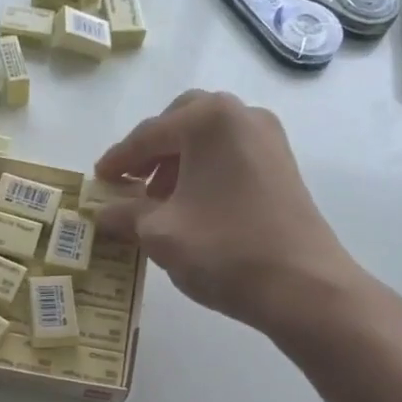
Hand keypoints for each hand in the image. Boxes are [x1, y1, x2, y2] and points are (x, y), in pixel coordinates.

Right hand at [94, 90, 375, 339]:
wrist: (303, 286)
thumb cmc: (224, 251)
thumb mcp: (160, 234)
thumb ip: (125, 214)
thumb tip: (102, 211)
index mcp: (209, 121)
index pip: (148, 135)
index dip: (118, 160)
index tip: (98, 180)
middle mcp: (241, 116)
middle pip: (181, 122)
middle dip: (152, 151)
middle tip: (130, 183)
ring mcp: (268, 138)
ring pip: (208, 138)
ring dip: (177, 161)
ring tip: (158, 201)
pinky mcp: (281, 165)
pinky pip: (230, 155)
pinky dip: (204, 170)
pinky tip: (192, 206)